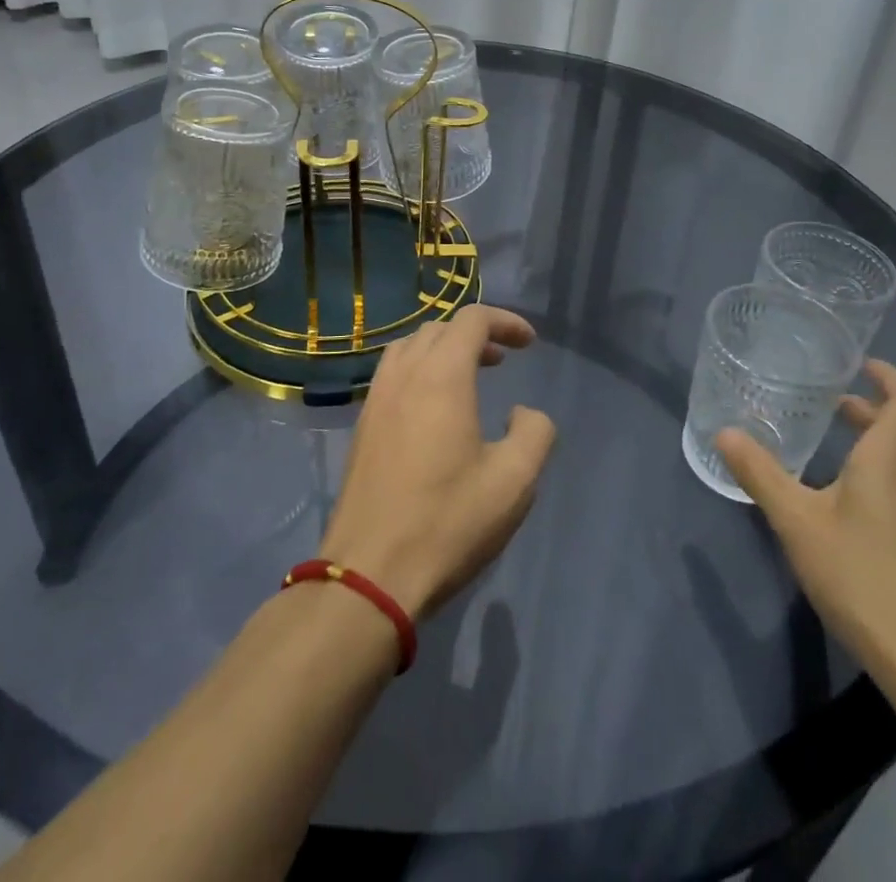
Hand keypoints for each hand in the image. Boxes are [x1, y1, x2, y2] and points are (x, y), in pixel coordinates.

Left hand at [319, 305, 555, 619]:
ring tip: (469, 375)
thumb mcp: (514, 481)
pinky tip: (433, 407)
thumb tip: (521, 412)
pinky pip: (392, 373)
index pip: (472, 321)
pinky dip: (419, 369)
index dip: (505, 321)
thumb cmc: (447, 523)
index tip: (529, 343)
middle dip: (476, 333)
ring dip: (443, 348)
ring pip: (410, 347)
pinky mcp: (362, 426)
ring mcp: (376, 399)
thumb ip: (534, 432)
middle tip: (503, 358)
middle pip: (439, 328)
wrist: (369, 574)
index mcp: (441, 377)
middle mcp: (404, 376)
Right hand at [715, 359, 895, 685]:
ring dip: (883, 441)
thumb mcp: (797, 521)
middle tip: (834, 402)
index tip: (860, 365)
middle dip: (874, 408)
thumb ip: (760, 474)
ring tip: (840, 442)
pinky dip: (889, 472)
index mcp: (893, 458)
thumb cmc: (861, 575)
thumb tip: (724, 433)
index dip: (889, 377)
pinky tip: (855, 498)